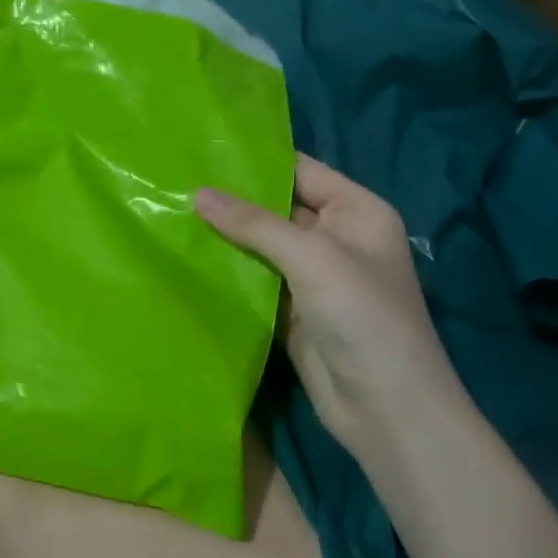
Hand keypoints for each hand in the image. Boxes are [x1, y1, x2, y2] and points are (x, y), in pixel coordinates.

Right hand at [195, 155, 456, 440]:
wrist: (386, 408)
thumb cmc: (363, 317)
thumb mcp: (312, 258)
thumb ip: (254, 224)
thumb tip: (198, 193)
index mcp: (356, 211)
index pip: (301, 171)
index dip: (256, 161)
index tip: (202, 149)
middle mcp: (336, 238)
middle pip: (277, 208)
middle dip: (232, 199)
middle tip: (175, 180)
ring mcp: (313, 277)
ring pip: (262, 246)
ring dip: (225, 236)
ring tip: (171, 211)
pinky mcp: (292, 310)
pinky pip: (256, 280)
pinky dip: (228, 271)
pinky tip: (188, 256)